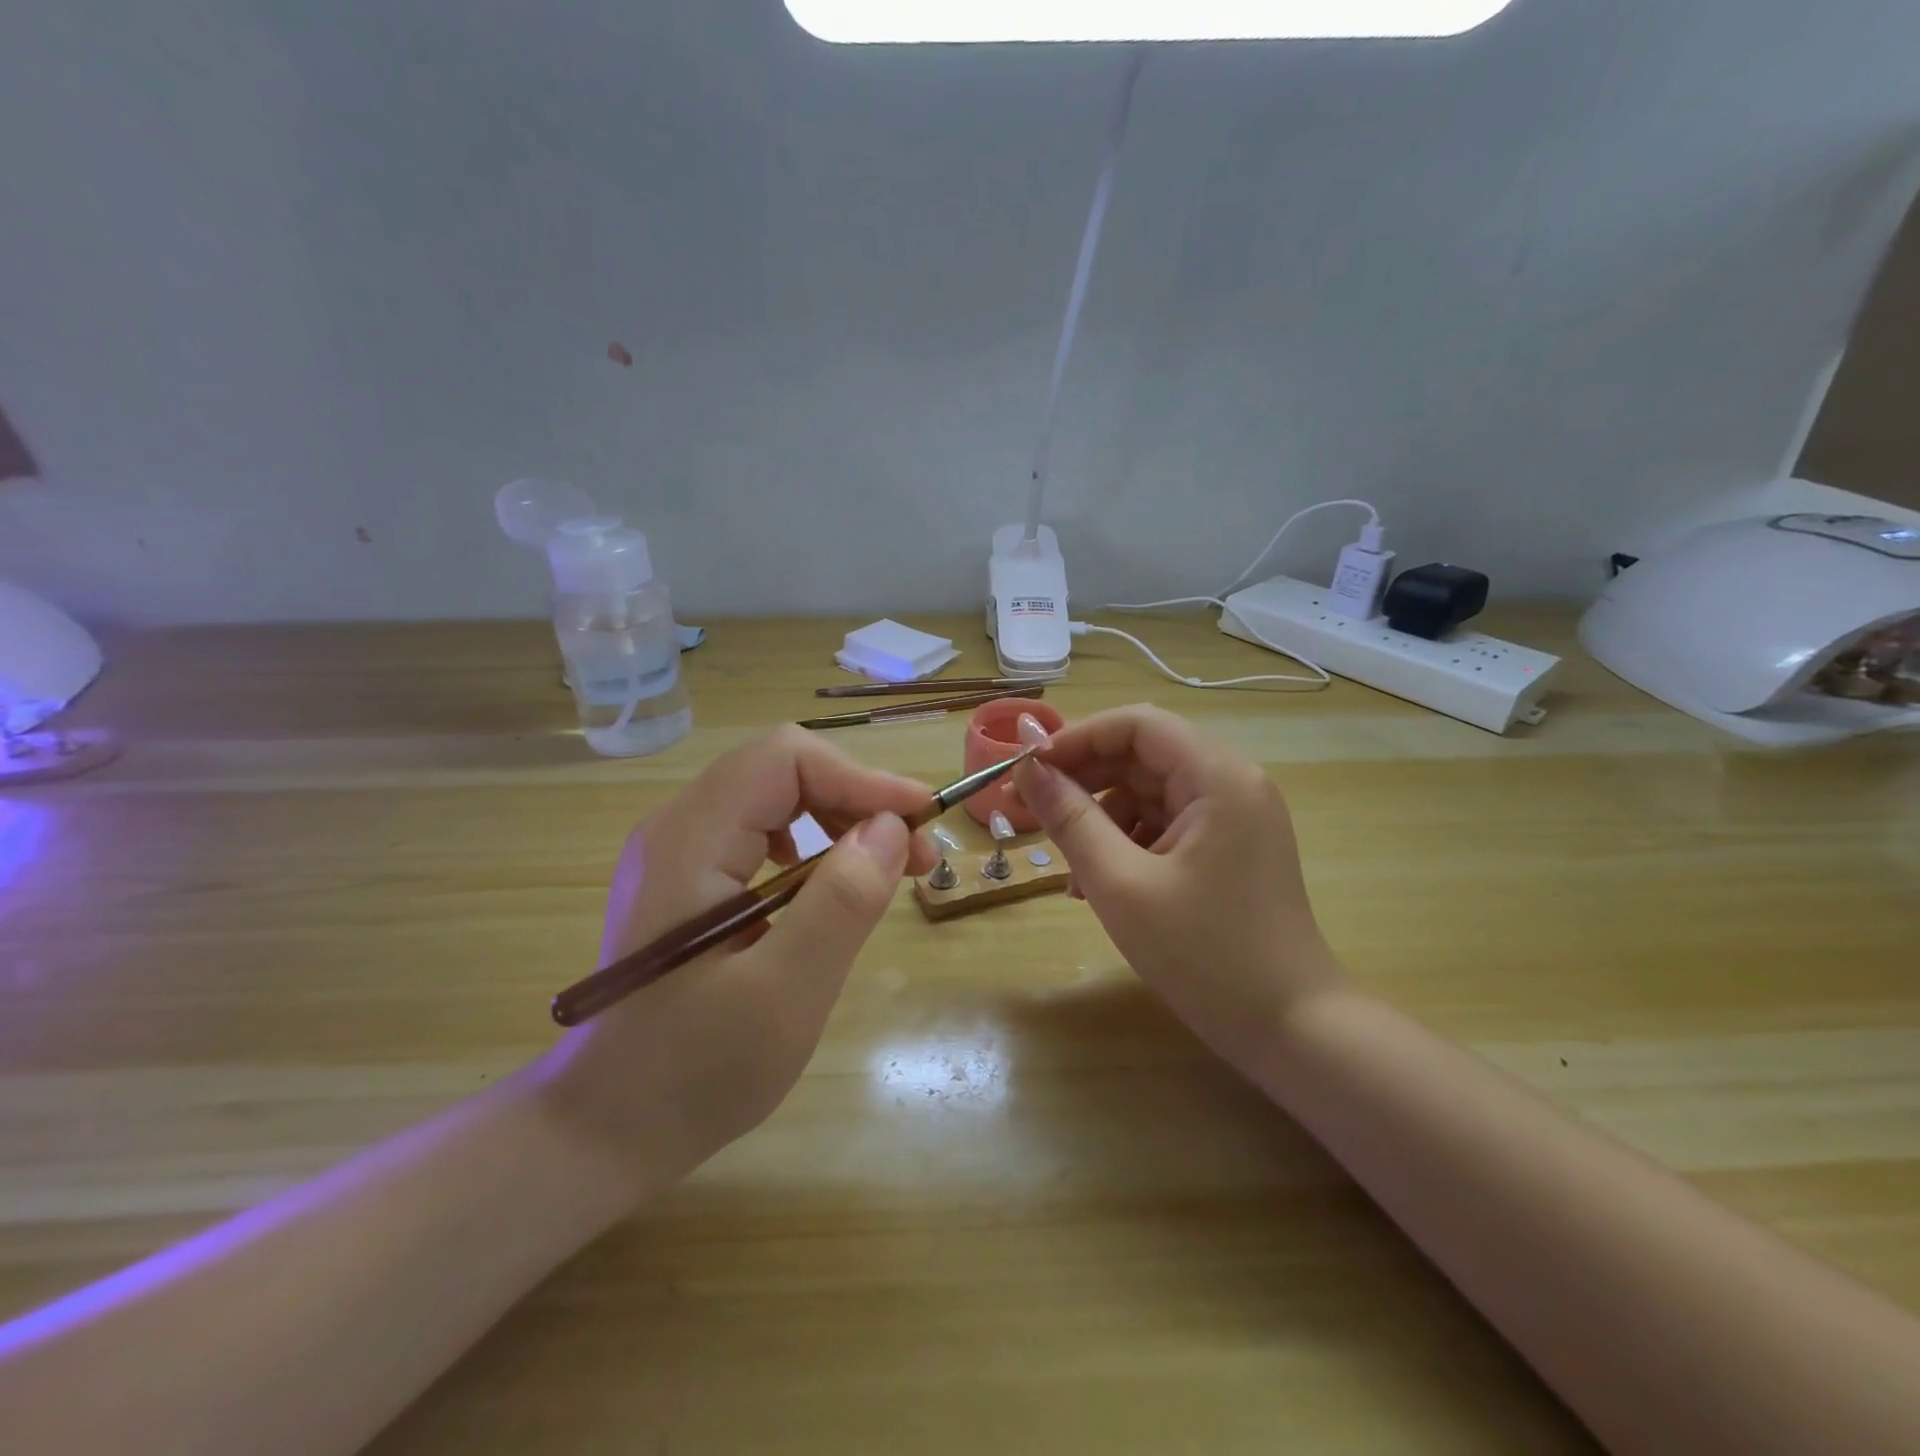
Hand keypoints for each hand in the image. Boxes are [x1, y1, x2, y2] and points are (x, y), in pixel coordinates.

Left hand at [540, 726, 936, 1184]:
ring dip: (840, 818)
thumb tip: (891, 827)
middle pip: (781, 769)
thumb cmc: (693, 1072)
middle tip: (914, 854)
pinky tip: (825, 884)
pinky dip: (812, 842)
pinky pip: (760, 830)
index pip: (785, 759)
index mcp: (690, 842)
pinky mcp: (687, 878)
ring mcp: (678, 851)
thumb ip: (841, 903)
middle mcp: (677, 828)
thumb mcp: (784, 995)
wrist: (604, 1129)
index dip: (860, 776)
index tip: (919, 820)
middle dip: (857, 797)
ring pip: (773, 796)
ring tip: (885, 868)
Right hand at [1014, 706, 1345, 1074]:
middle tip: (1029, 810)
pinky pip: (1166, 825)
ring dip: (1101, 817)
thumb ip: (1070, 819)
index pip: (1136, 724)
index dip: (1076, 738)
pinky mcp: (1230, 849)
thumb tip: (1027, 768)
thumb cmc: (1204, 955)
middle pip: (1143, 755)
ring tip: (1067, 866)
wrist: (1292, 1030)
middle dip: (1083, 779)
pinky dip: (1128, 843)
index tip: (1028, 770)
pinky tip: (1098, 885)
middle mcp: (1232, 784)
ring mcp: (1235, 818)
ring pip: (1150, 793)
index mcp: (1217, 777)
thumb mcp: (1121, 884)